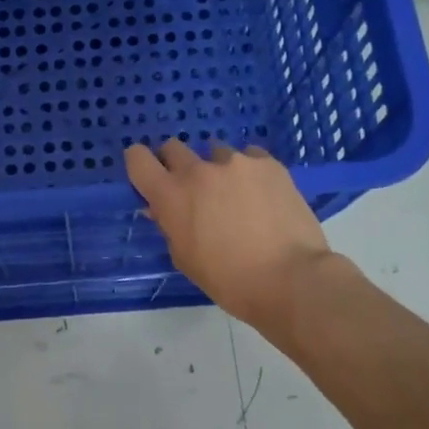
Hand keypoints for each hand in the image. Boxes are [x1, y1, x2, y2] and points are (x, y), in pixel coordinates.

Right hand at [125, 141, 333, 330]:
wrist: (290, 279)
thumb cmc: (229, 280)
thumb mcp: (185, 258)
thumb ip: (170, 225)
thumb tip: (162, 208)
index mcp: (171, 196)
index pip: (138, 159)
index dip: (139, 163)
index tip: (149, 175)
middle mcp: (199, 170)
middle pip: (173, 147)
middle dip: (176, 164)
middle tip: (193, 190)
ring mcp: (236, 162)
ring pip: (215, 152)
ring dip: (218, 170)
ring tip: (237, 196)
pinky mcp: (268, 163)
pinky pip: (250, 157)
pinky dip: (249, 172)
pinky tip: (262, 195)